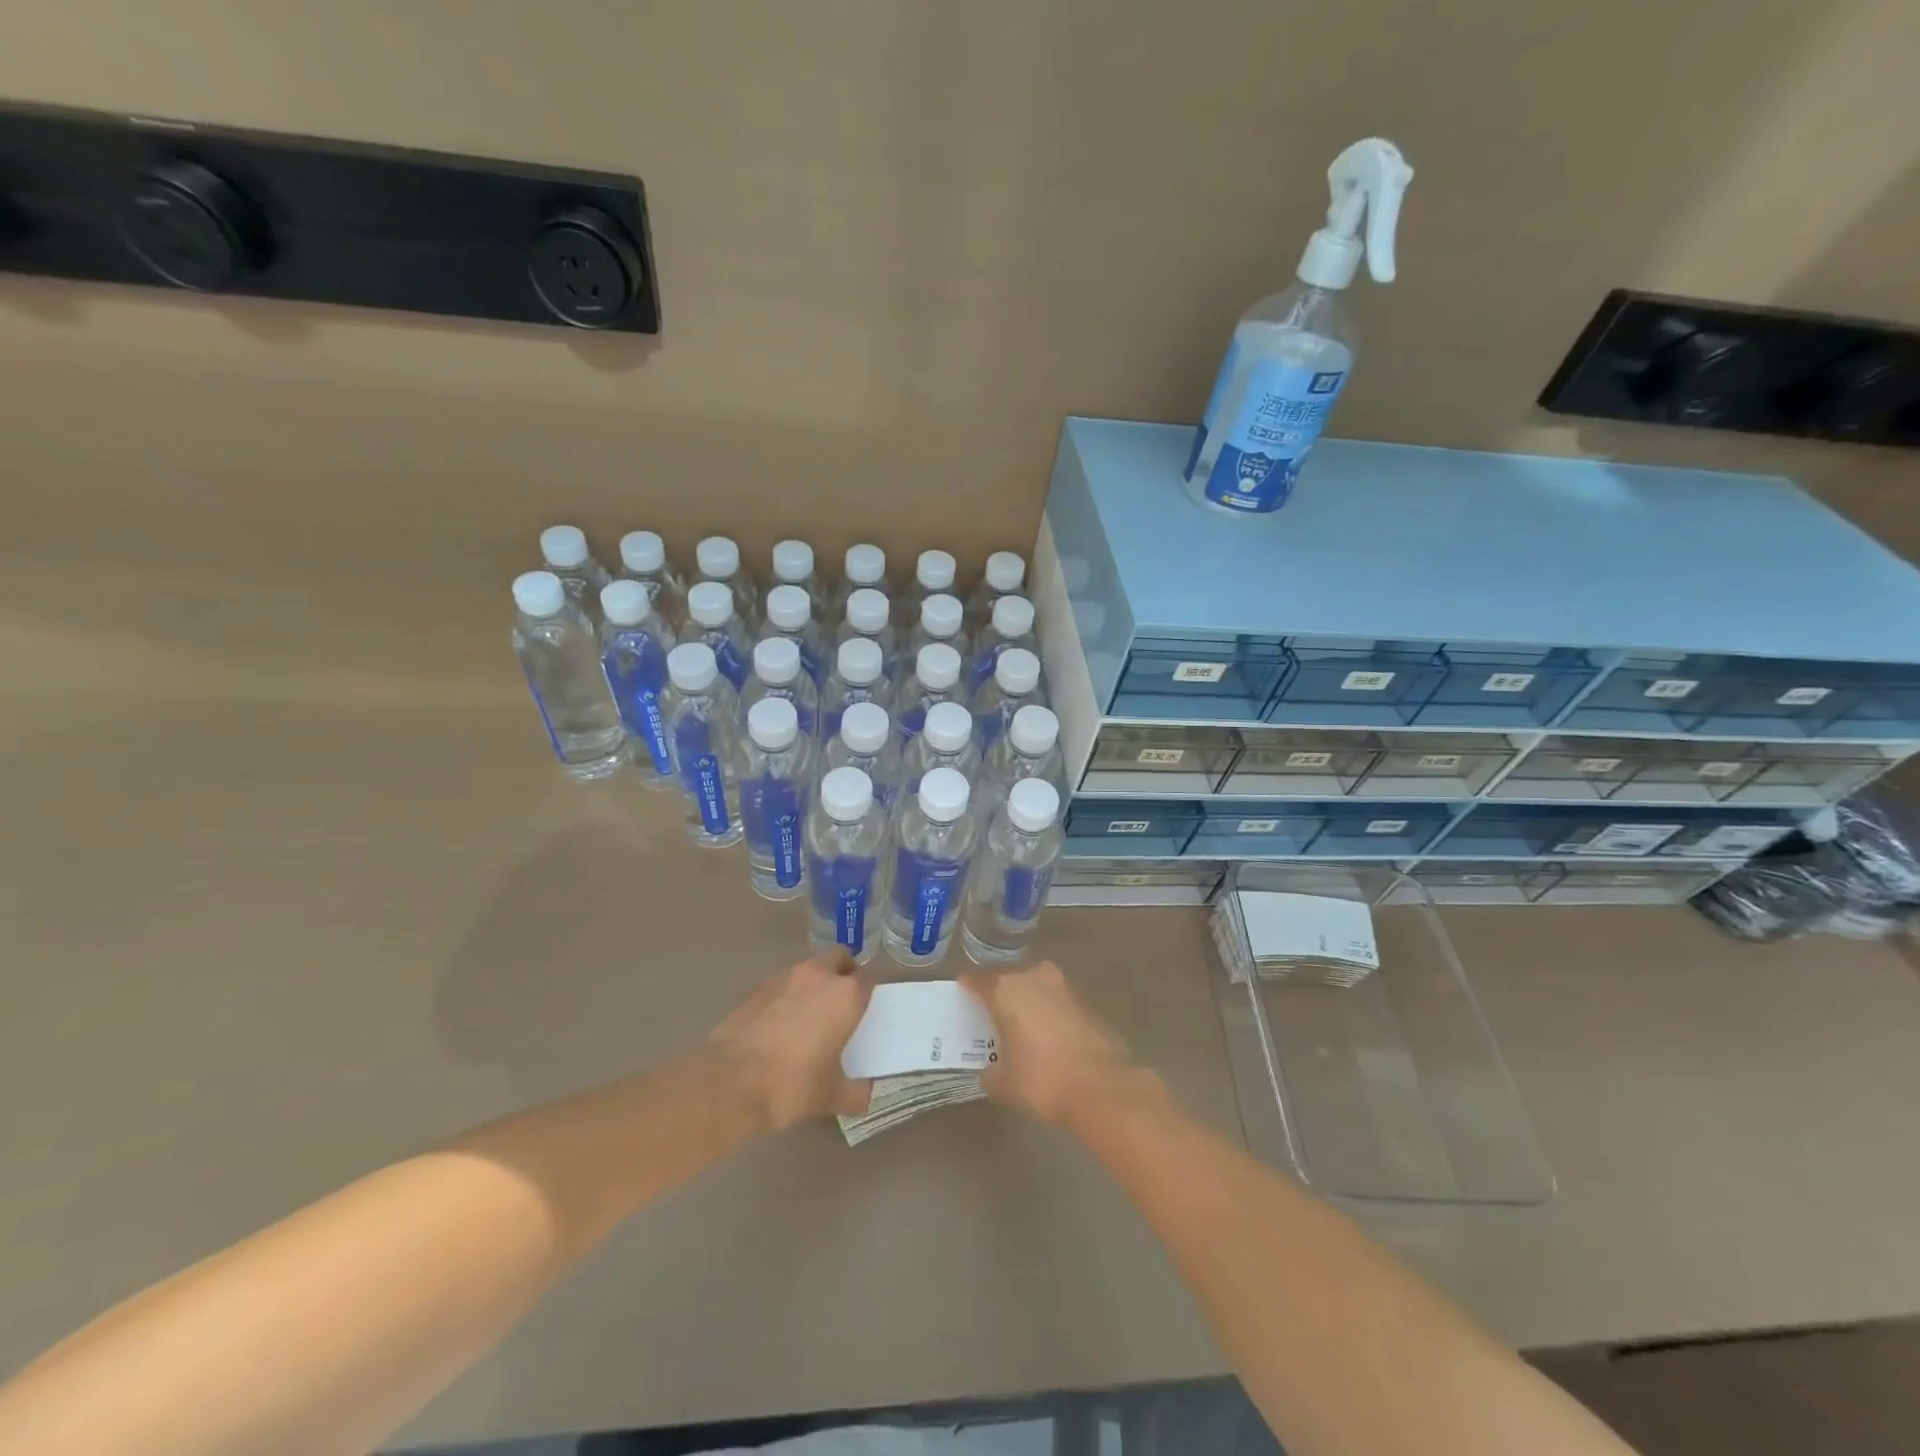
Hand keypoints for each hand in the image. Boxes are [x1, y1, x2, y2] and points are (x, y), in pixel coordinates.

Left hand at [709, 953, 872, 1130]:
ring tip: (807, 1015)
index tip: (867, 1008)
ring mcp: (783, 977)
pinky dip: (785, 996)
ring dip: (813, 982)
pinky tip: (777, 1025)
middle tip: (840, 1002)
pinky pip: (780, 984)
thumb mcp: (831, 1097)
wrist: (729, 1083)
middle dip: (843, 972)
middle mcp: (818, 976)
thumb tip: (864, 1094)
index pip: (869, 978)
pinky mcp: (754, 988)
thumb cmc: (792, 1085)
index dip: (870, 991)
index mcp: (845, 995)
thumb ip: (855, 1092)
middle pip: (838, 958)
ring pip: (807, 968)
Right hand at [960, 962, 1152, 1128]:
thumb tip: (990, 1071)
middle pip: (1009, 980)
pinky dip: (1049, 1016)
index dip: (967, 988)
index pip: (978, 980)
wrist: (1103, 1087)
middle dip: (1000, 996)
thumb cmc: (1042, 1080)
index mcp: (1007, 989)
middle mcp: (1034, 978)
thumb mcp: (1004, 1084)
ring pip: (1036, 989)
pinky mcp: (1087, 1003)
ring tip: (1020, 1030)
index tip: (961, 997)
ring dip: (1028, 1004)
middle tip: (991, 1017)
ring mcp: (1064, 988)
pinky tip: (1049, 1040)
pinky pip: (1057, 1004)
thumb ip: (991, 1072)